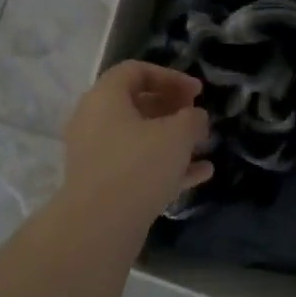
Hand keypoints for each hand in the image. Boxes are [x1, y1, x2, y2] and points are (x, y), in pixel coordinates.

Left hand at [61, 61, 212, 223]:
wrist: (99, 226)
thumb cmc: (139, 165)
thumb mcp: (178, 134)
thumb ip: (192, 118)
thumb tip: (195, 117)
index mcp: (105, 96)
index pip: (137, 71)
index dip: (171, 77)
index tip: (198, 93)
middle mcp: (93, 120)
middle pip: (136, 103)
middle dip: (172, 109)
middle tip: (197, 118)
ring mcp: (94, 154)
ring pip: (138, 137)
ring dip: (171, 139)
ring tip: (202, 146)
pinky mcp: (101, 183)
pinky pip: (136, 165)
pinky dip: (164, 165)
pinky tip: (199, 175)